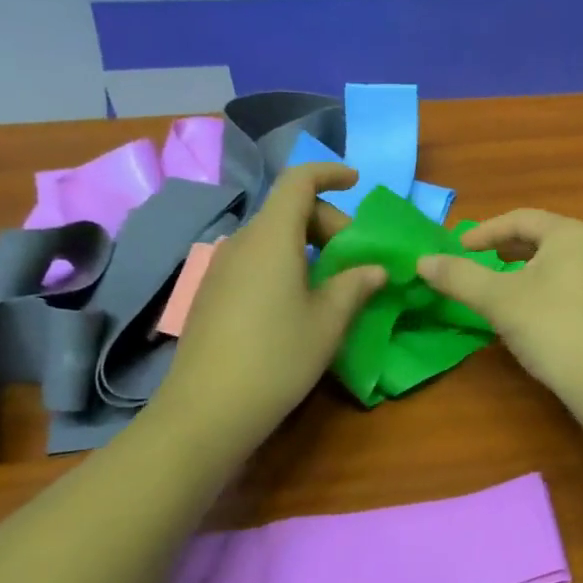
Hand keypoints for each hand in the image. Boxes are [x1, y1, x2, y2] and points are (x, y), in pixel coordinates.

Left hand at [160, 163, 384, 443]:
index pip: (298, 181)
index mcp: (272, 237)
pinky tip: (296, 302)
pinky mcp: (211, 293)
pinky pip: (254, 260)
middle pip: (287, 210)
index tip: (357, 182)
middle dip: (326, 221)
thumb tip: (375, 270)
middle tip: (355, 258)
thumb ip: (355, 286)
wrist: (207, 409)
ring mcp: (221, 268)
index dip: (329, 173)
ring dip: (305, 245)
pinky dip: (283, 263)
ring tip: (331, 282)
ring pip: (270, 237)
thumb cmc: (277, 357)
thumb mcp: (328, 322)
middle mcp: (242, 242)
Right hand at [417, 209, 582, 411]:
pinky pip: (565, 284)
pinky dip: (538, 288)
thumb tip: (422, 261)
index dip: (484, 231)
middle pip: (539, 238)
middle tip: (473, 261)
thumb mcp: (498, 300)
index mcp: (570, 234)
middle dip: (503, 248)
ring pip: (552, 263)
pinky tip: (525, 311)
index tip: (456, 248)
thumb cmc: (553, 328)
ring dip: (520, 270)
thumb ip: (459, 277)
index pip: (520, 219)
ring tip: (495, 284)